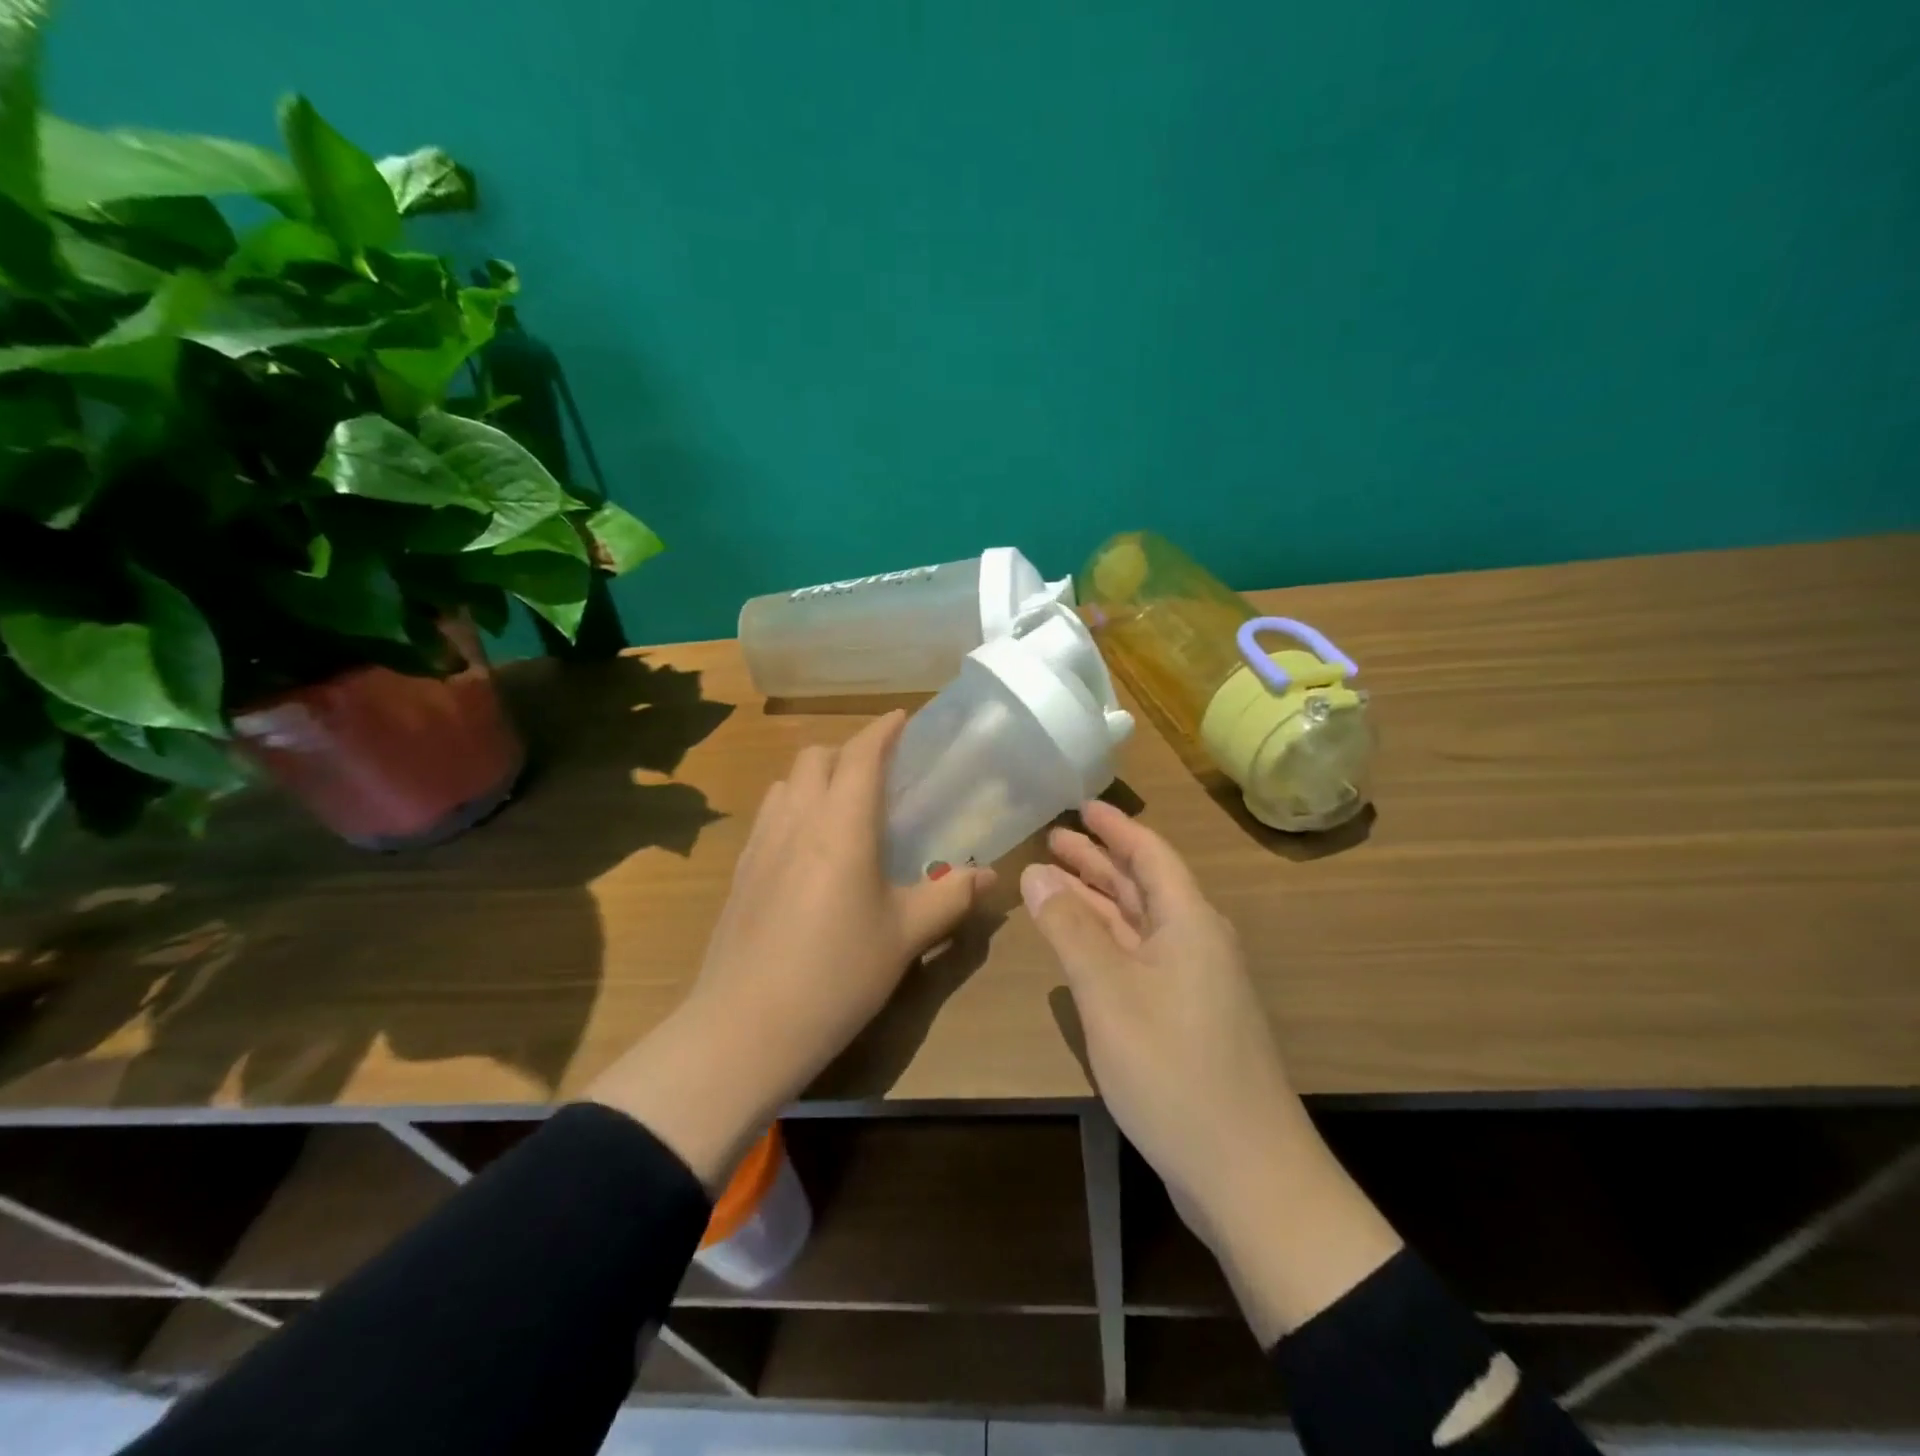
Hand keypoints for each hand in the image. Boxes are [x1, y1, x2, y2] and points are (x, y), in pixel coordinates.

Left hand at [586, 711, 991, 1185]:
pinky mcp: (741, 871)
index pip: (861, 754)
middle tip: (881, 777)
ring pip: (787, 783)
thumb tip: (990, 876)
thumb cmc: (837, 974)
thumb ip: (950, 897)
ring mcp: (761, 844)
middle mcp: (797, 819)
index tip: (903, 719)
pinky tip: (810, 851)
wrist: (745, 1028)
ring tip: (844, 810)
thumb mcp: (905, 936)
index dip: (883, 730)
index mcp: (841, 824)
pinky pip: (770, 816)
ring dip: (816, 778)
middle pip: (816, 756)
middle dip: (849, 752)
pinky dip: (794, 809)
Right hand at [1023, 802, 1398, 1340]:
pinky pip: (1140, 958)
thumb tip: (1036, 871)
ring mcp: (1194, 983)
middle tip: (1053, 838)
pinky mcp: (1187, 1018)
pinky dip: (1107, 941)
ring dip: (1098, 900)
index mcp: (1189, 921)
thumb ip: (1070, 928)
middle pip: (1143, 885)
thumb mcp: (1109, 991)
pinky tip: (1080, 944)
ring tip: (1053, 879)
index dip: (1115, 827)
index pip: (1150, 854)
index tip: (1082, 804)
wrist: (1247, 1173)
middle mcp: (1196, 942)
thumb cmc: (1173, 1068)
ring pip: (1139, 924)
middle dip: (1098, 860)